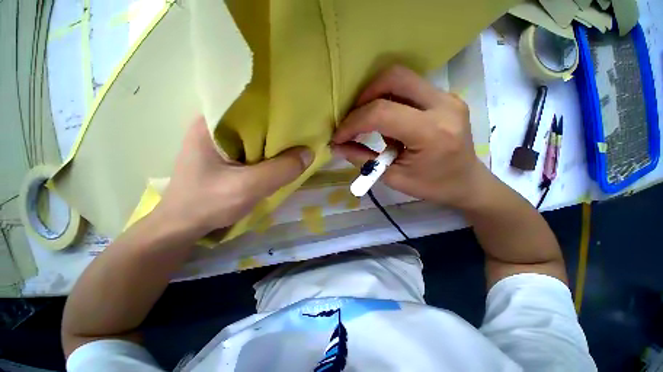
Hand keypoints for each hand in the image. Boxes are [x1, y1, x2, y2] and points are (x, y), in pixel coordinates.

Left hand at [156, 117, 312, 235]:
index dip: (277, 109)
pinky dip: (270, 155)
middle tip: (303, 134)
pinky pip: (255, 150)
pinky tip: (282, 160)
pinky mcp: (228, 158)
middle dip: (280, 129)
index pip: (250, 105)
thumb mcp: (247, 187)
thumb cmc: (208, 204)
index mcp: (212, 123)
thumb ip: (280, 170)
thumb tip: (309, 153)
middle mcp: (217, 127)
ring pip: (257, 137)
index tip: (299, 117)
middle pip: (256, 121)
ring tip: (297, 145)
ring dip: (276, 143)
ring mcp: (222, 143)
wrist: (183, 227)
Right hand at [333, 65, 492, 209]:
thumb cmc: (432, 186)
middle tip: (353, 119)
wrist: (467, 182)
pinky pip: (410, 87)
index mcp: (431, 133)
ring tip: (367, 121)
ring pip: (402, 78)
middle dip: (364, 97)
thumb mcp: (393, 178)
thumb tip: (337, 147)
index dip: (353, 123)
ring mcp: (447, 97)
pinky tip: (387, 121)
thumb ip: (363, 160)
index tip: (339, 137)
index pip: (382, 114)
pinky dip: (390, 99)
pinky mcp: (445, 96)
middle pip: (394, 78)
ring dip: (376, 96)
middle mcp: (443, 105)